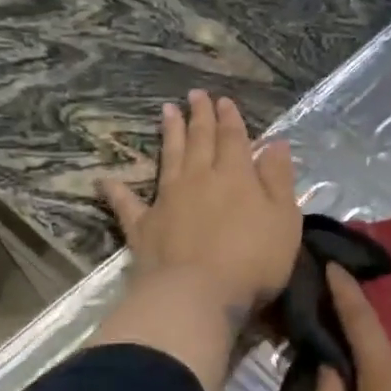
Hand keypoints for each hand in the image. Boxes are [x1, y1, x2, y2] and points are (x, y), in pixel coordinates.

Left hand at [100, 90, 301, 322]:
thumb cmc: (252, 259)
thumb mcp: (284, 219)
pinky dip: (117, 191)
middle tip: (195, 94)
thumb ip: (279, 179)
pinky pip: (128, 204)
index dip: (230, 118)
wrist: (196, 295)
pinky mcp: (144, 227)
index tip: (224, 100)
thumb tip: (275, 143)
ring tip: (166, 111)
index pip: (233, 138)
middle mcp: (200, 179)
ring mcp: (167, 200)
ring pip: (169, 159)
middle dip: (200, 116)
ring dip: (169, 134)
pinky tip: (106, 180)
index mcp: (236, 175)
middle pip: (200, 140)